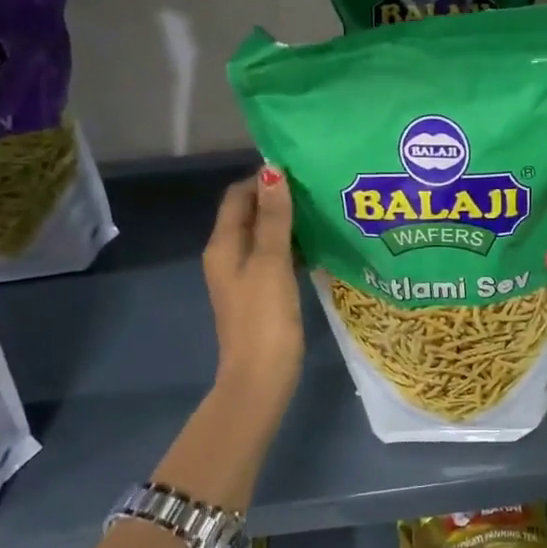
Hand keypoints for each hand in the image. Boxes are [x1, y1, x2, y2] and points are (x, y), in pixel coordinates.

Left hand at [202, 165, 302, 411]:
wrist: (261, 377)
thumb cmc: (265, 316)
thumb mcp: (272, 261)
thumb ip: (274, 217)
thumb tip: (272, 171)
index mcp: (223, 245)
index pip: (238, 196)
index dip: (263, 179)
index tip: (300, 170)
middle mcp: (228, 256)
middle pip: (251, 214)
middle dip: (279, 198)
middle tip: (317, 187)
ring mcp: (245, 276)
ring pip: (265, 236)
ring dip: (288, 222)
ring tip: (323, 210)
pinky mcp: (261, 293)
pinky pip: (275, 257)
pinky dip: (293, 245)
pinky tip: (319, 244)